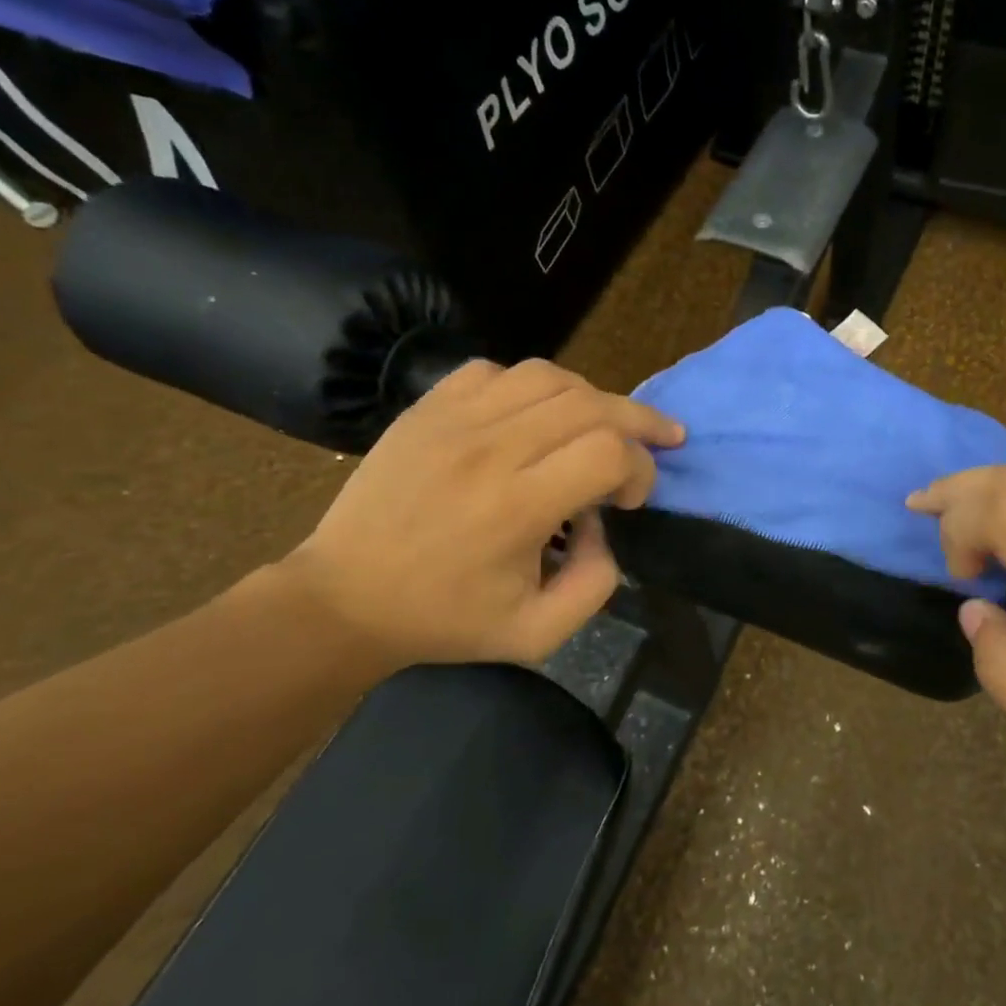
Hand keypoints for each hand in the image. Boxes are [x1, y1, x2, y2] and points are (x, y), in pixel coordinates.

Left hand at [279, 358, 683, 669]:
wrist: (344, 598)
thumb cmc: (444, 620)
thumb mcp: (537, 633)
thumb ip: (596, 584)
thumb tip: (602, 526)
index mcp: (517, 507)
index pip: (609, 452)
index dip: (642, 469)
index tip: (632, 499)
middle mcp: (490, 450)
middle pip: (590, 403)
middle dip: (640, 420)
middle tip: (661, 439)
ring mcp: (452, 421)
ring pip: (548, 376)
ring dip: (591, 397)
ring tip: (604, 423)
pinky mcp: (426, 409)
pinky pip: (495, 372)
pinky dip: (531, 387)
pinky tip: (535, 416)